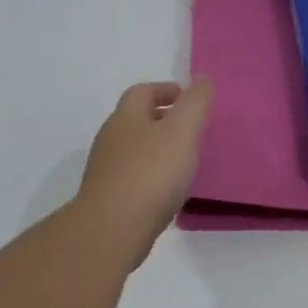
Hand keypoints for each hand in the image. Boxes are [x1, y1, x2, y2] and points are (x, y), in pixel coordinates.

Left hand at [75, 79, 213, 267]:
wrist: (113, 228)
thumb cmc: (151, 173)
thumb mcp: (182, 131)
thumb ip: (195, 103)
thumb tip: (201, 79)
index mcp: (126, 117)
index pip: (142, 92)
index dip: (166, 90)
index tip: (188, 99)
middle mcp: (111, 139)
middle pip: (135, 120)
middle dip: (162, 120)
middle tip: (190, 130)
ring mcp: (106, 170)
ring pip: (133, 150)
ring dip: (156, 150)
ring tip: (183, 161)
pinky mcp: (108, 198)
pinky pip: (132, 177)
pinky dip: (150, 176)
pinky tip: (166, 191)